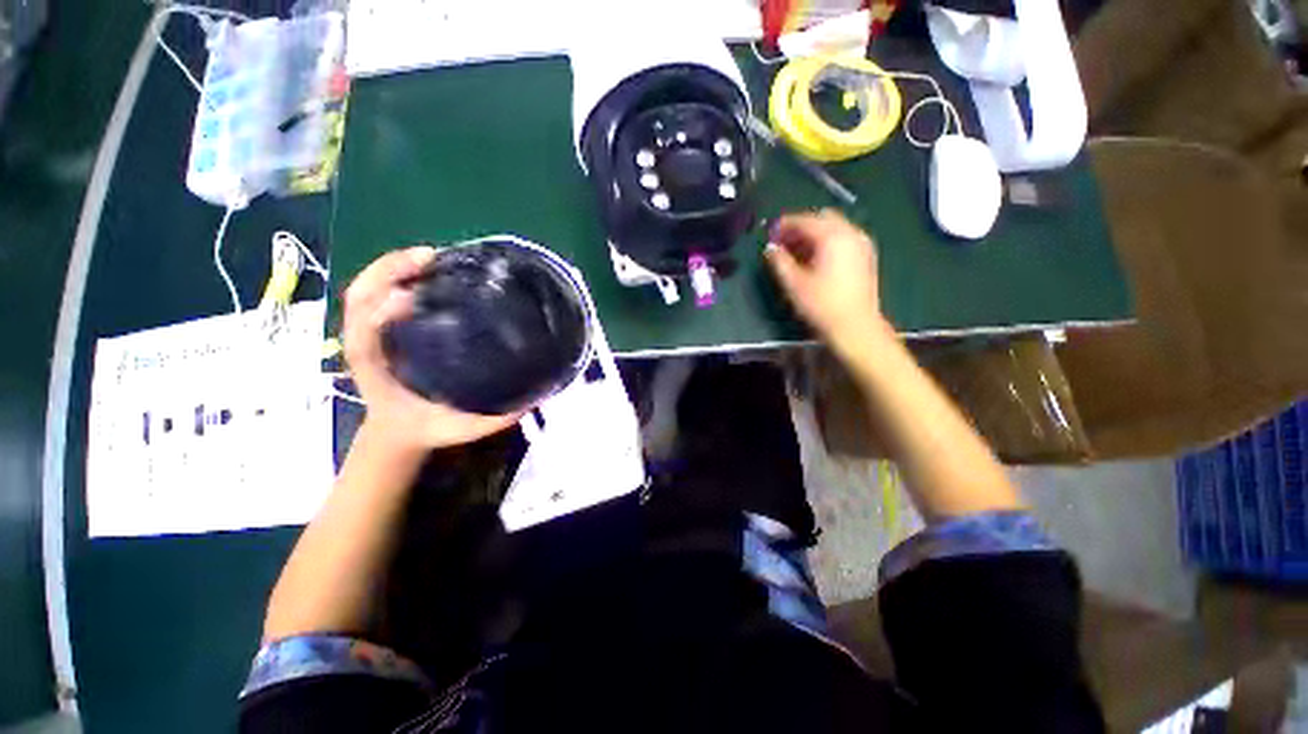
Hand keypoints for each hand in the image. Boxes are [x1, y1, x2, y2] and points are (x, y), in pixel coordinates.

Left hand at [342, 247, 521, 452]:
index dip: (383, 310)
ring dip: (392, 267)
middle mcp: (368, 346)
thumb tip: (537, 393)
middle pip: (360, 298)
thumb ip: (496, 416)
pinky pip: (377, 294)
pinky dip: (395, 275)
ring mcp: (370, 334)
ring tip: (432, 256)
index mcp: (381, 372)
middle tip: (432, 258)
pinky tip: (426, 270)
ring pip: (364, 291)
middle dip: (389, 271)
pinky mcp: (380, 328)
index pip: (365, 333)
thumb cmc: (429, 429)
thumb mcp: (463, 429)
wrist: (398, 433)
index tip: (415, 296)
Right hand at [765, 209, 890, 350]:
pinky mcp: (866, 257)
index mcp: (833, 237)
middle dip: (801, 227)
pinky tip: (816, 259)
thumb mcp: (793, 284)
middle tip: (783, 241)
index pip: (805, 220)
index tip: (770, 233)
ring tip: (796, 252)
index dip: (785, 225)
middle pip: (822, 218)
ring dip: (814, 234)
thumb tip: (770, 248)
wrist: (856, 327)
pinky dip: (827, 242)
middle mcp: (851, 234)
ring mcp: (862, 244)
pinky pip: (844, 239)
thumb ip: (779, 261)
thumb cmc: (821, 305)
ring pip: (835, 228)